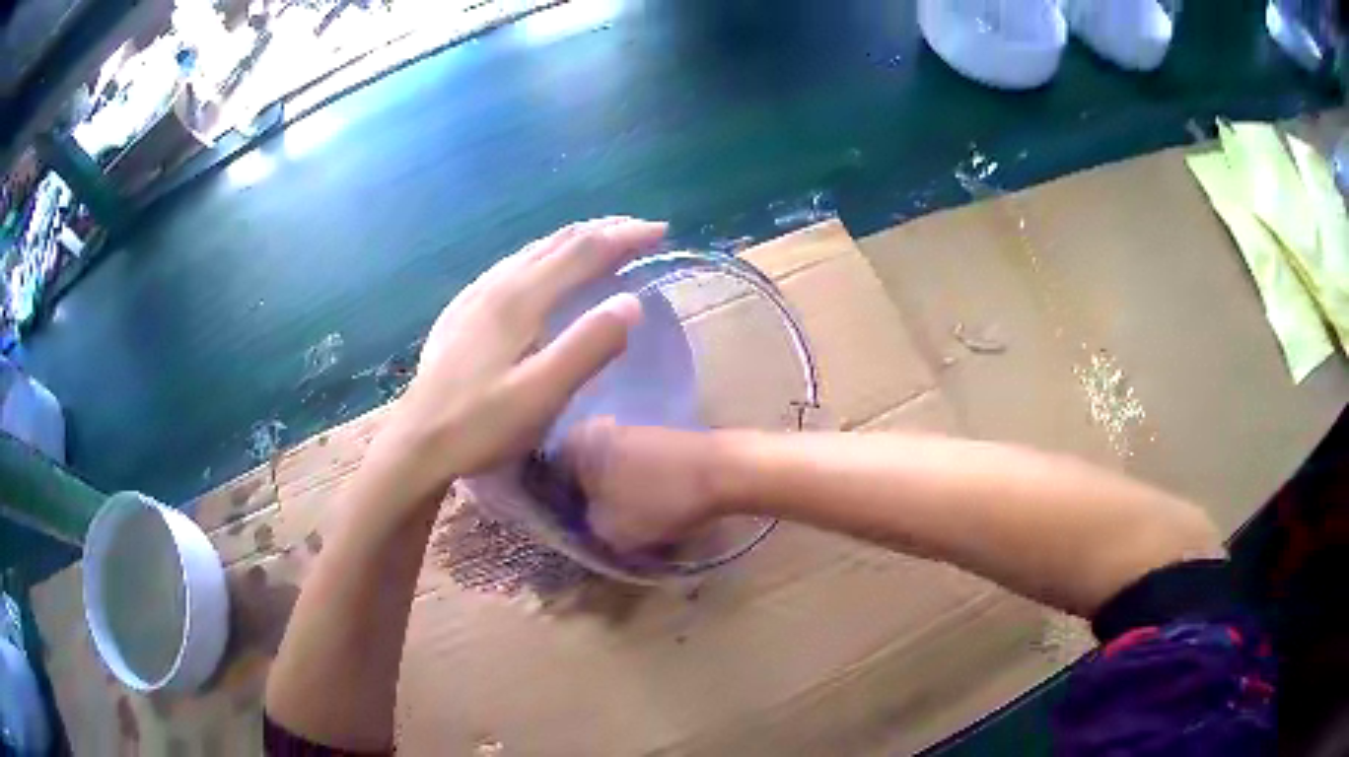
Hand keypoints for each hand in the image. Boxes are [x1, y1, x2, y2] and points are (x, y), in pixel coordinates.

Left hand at [375, 218, 666, 498]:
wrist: (415, 444)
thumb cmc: (480, 425)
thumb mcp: (541, 394)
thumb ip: (588, 346)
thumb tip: (632, 302)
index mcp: (520, 298)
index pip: (583, 251)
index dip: (625, 237)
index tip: (662, 232)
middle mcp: (498, 285)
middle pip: (558, 241)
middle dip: (604, 230)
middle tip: (641, 232)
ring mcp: (475, 296)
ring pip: (533, 251)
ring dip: (575, 241)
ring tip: (603, 243)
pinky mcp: (462, 313)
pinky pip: (512, 267)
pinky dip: (545, 257)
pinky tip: (541, 271)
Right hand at [563, 419, 723, 551]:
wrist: (724, 471)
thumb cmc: (658, 500)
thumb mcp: (608, 531)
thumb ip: (582, 530)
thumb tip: (580, 526)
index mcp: (572, 443)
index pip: (547, 482)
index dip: (556, 512)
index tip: (570, 535)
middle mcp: (594, 428)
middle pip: (579, 476)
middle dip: (587, 505)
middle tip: (598, 534)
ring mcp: (628, 429)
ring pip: (608, 474)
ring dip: (613, 500)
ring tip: (628, 527)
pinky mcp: (656, 437)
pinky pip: (634, 470)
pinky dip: (637, 490)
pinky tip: (650, 511)